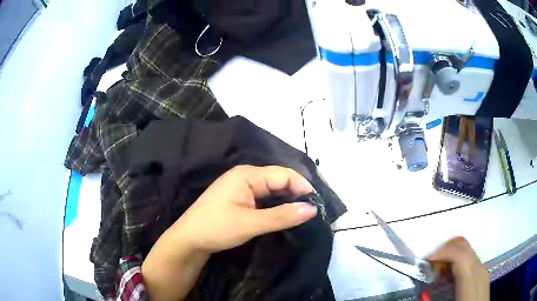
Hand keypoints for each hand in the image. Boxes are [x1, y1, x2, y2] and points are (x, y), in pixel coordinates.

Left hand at [142, 165, 317, 300]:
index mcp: (247, 175)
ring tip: (304, 213)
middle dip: (296, 193)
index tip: (318, 204)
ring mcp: (241, 187)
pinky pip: (264, 198)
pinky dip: (276, 205)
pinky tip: (285, 214)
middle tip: (313, 211)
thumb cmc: (216, 228)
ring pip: (272, 190)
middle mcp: (245, 176)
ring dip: (287, 200)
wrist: (189, 239)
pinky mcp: (239, 199)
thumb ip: (282, 216)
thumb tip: (312, 209)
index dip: (302, 187)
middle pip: (278, 180)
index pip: (284, 175)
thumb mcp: (251, 224)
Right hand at [427, 237, 489, 300]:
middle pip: (464, 246)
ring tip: (439, 272)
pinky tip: (451, 276)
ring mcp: (483, 268)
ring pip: (468, 250)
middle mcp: (479, 269)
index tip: (426, 260)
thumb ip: (434, 300)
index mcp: (471, 279)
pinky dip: (458, 261)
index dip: (442, 253)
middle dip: (444, 250)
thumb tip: (422, 292)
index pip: (459, 255)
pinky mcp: (484, 271)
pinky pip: (471, 258)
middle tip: (430, 264)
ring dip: (451, 255)